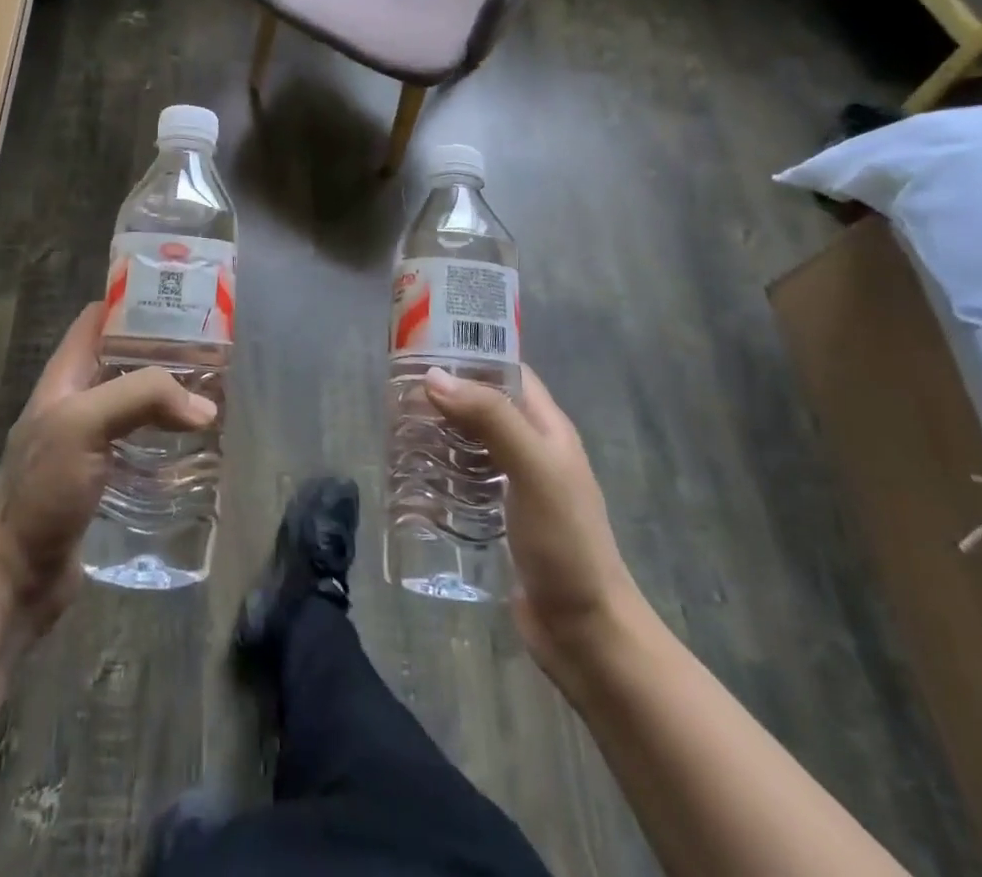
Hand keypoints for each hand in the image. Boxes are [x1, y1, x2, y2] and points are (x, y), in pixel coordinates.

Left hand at [0, 304, 215, 634]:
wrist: (14, 577)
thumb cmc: (42, 489)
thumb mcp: (83, 424)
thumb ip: (142, 398)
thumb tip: (205, 407)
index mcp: (64, 376)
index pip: (98, 319)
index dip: (133, 302)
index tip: (180, 299)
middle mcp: (77, 402)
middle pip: (125, 360)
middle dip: (165, 352)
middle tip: (213, 351)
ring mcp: (90, 442)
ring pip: (138, 403)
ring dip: (172, 397)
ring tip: (216, 394)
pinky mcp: (106, 479)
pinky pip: (143, 445)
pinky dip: (170, 439)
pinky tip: (199, 446)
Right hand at [425, 364, 640, 676]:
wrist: (584, 632)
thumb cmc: (565, 541)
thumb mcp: (533, 469)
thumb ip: (490, 419)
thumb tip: (434, 376)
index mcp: (547, 428)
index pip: (507, 372)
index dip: (471, 354)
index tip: (423, 348)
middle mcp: (532, 449)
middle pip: (484, 405)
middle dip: (445, 395)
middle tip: (397, 393)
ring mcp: (516, 486)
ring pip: (471, 443)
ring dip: (439, 433)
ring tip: (397, 429)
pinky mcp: (500, 518)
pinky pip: (465, 481)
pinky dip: (441, 471)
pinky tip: (413, 478)